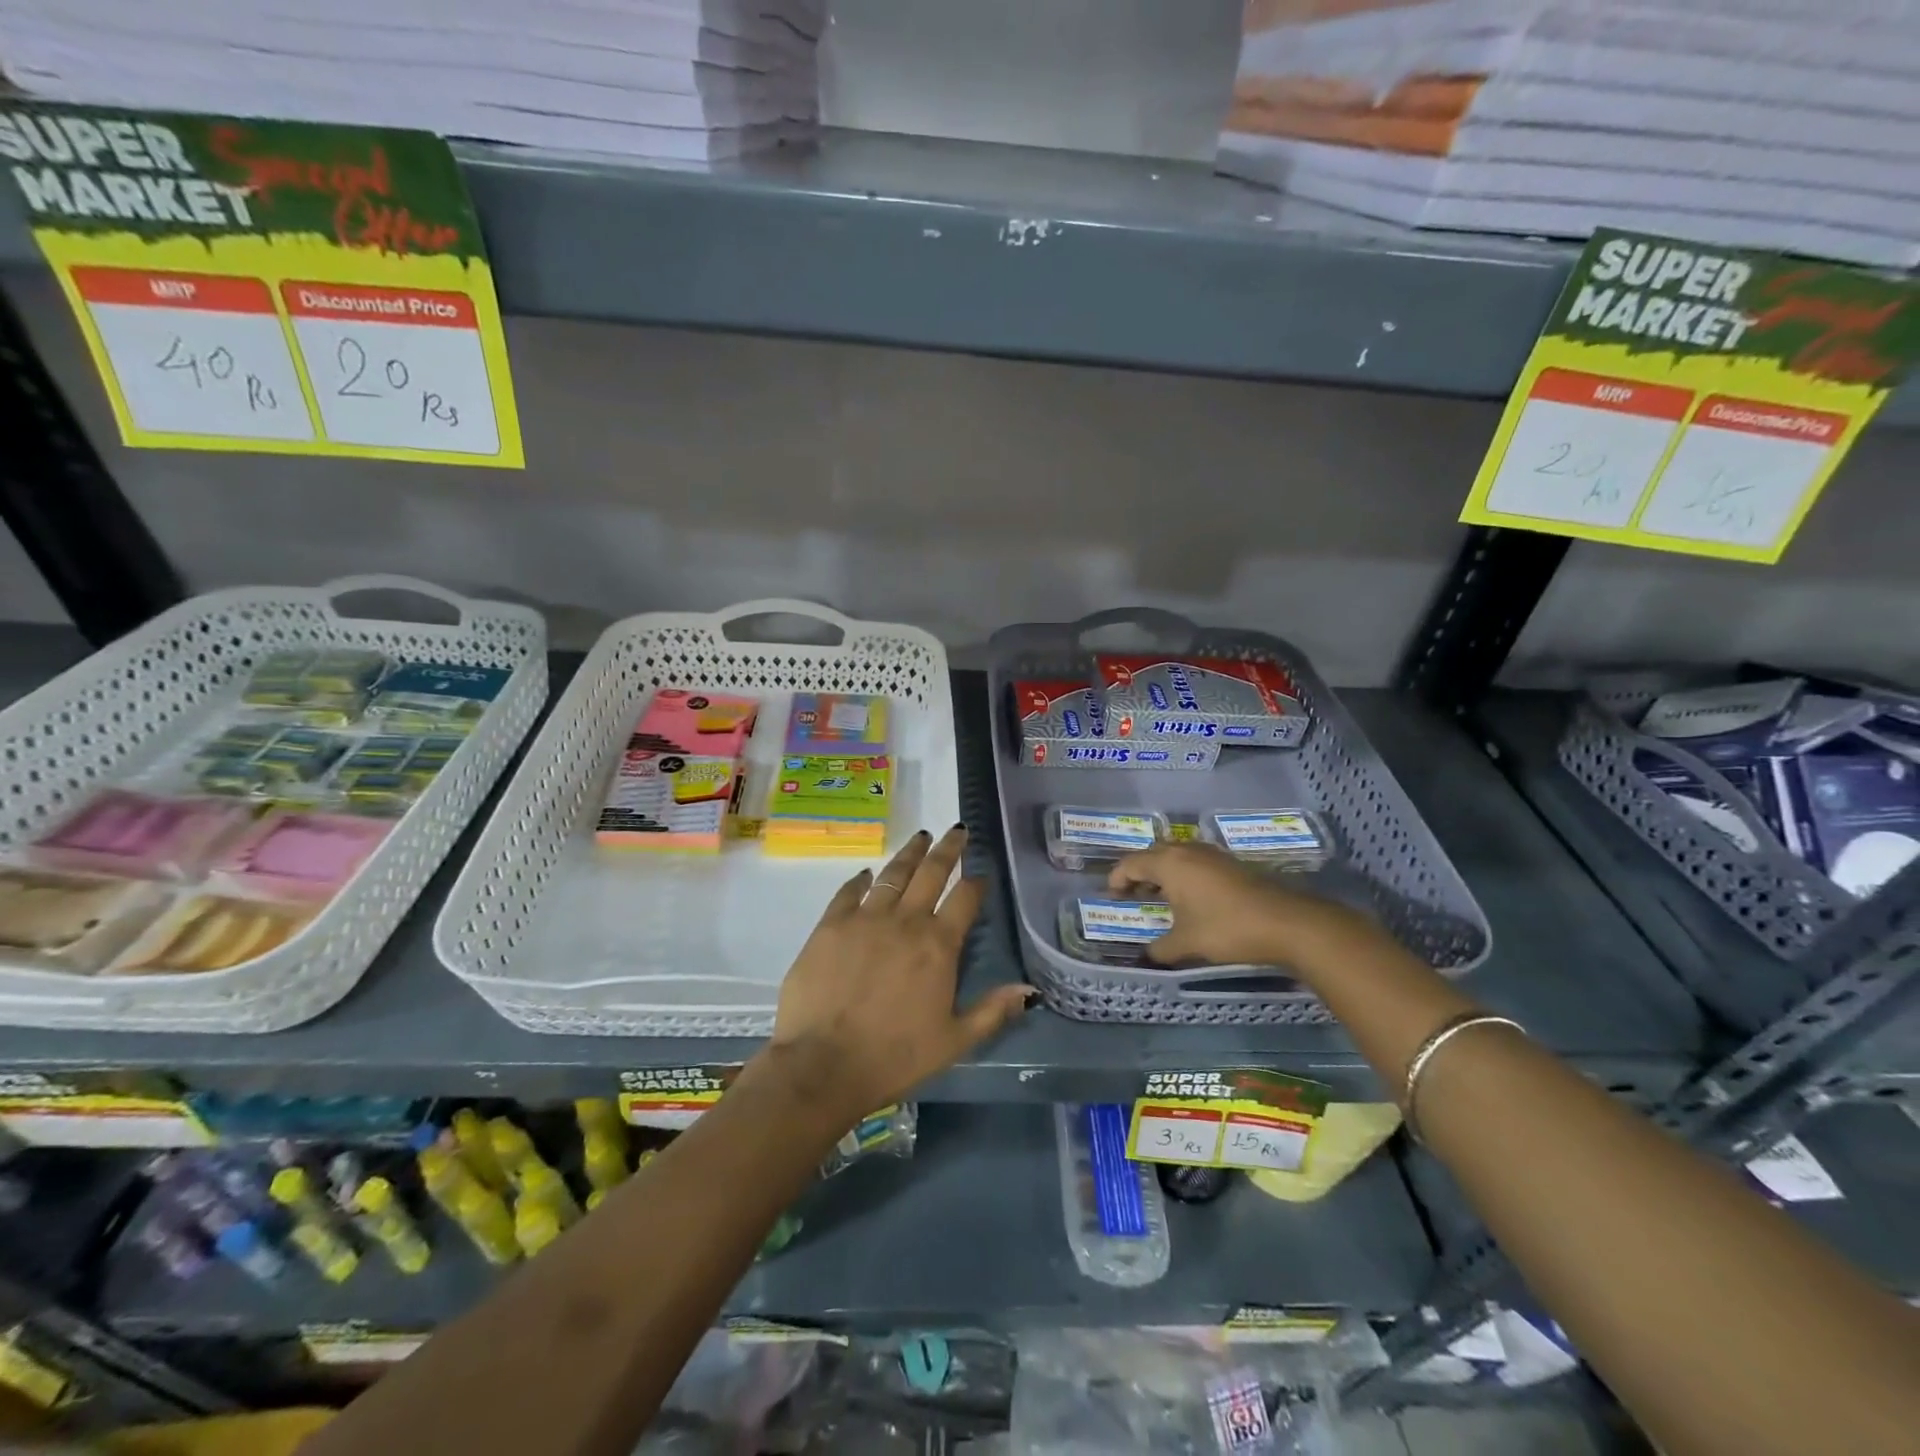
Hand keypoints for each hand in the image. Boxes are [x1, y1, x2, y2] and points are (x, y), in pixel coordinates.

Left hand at [765, 826, 1033, 1122]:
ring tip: (920, 836)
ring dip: (910, 853)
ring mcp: (864, 919)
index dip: (975, 883)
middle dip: (948, 849)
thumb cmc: (894, 1057)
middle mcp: (905, 921)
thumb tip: (1030, 990)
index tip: (980, 873)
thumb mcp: (954, 1041)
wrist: (823, 1064)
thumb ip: (993, 1011)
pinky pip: (849, 892)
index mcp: (938, 946)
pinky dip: (861, 879)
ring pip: (893, 874)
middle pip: (931, 873)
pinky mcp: (830, 925)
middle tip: (957, 830)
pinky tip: (867, 873)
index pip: (964, 900)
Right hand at [1107, 841, 1379, 971]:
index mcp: (1169, 863)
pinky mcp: (1230, 863)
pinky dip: (1183, 875)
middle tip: (1132, 897)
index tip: (1111, 897)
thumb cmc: (1227, 928)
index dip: (1116, 879)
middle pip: (1151, 854)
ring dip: (1162, 873)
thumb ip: (1160, 949)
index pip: (1130, 863)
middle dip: (1138, 874)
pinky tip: (1190, 899)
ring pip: (1175, 856)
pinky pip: (1194, 862)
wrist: (1286, 922)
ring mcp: (1211, 854)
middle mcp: (1186, 851)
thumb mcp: (1187, 944)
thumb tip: (1146, 956)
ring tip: (1159, 898)